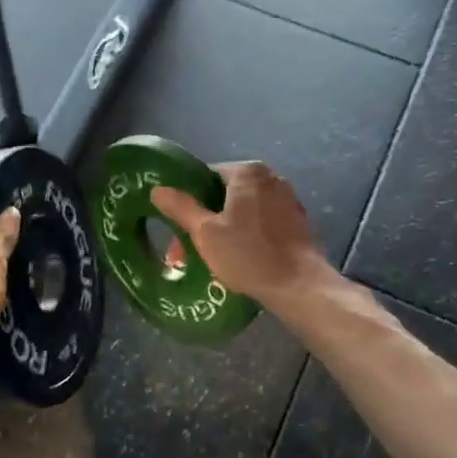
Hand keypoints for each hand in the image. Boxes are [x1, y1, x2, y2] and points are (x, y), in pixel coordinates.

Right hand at [152, 162, 334, 310]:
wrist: (298, 285)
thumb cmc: (248, 254)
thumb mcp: (205, 232)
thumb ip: (181, 207)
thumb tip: (158, 189)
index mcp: (248, 172)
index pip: (207, 176)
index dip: (189, 200)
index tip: (180, 225)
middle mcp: (271, 178)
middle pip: (226, 193)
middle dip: (206, 218)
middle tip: (190, 246)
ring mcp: (288, 199)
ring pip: (245, 209)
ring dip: (226, 228)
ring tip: (212, 256)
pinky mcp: (297, 221)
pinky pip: (263, 222)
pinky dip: (248, 234)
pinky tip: (240, 256)